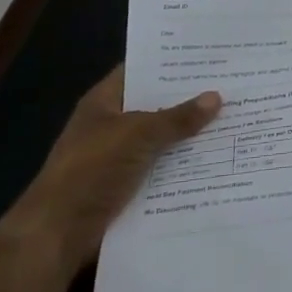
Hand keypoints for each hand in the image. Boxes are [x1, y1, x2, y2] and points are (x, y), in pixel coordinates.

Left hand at [4, 65, 220, 275]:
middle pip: (156, 106)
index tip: (207, 55)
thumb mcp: (138, 135)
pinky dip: (185, 167)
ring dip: (191, 136)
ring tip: (234, 121)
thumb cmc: (92, 170)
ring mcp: (120, 158)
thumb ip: (177, 117)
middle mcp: (112, 126)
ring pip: (162, 140)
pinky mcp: (128, 188)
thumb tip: (216, 97)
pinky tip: (218, 160)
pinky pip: (163, 170)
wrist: (57, 235)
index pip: (140, 71)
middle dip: (189, 100)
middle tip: (233, 86)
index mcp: (105, 102)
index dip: (170, 62)